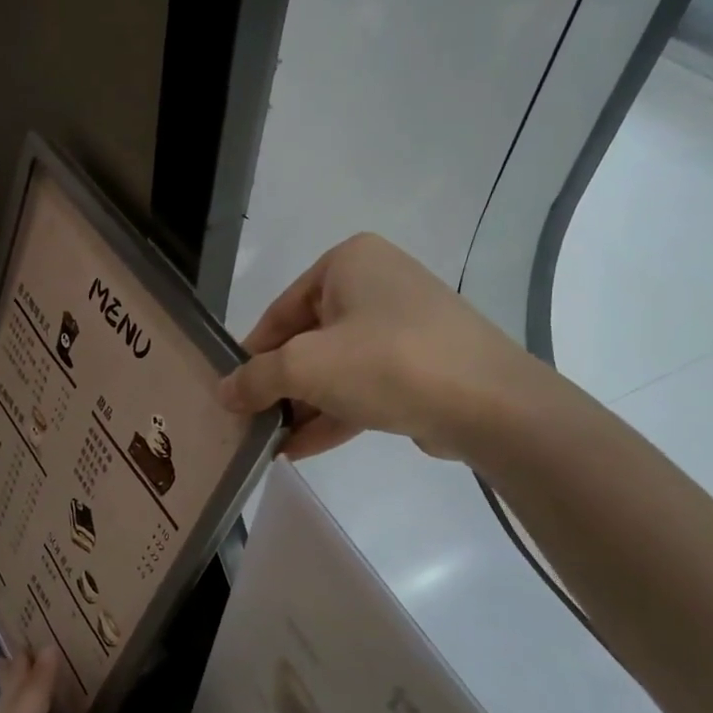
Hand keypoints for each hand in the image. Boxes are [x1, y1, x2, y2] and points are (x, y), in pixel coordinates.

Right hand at [219, 233, 540, 462]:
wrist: (488, 403)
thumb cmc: (386, 362)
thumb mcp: (306, 366)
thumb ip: (256, 378)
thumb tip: (224, 392)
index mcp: (348, 263)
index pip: (280, 311)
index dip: (251, 355)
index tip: (232, 393)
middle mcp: (377, 284)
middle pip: (308, 340)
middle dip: (280, 387)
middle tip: (250, 423)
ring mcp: (404, 326)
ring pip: (337, 368)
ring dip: (303, 407)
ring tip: (269, 444)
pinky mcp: (422, 366)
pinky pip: (364, 387)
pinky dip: (333, 415)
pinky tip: (300, 450)